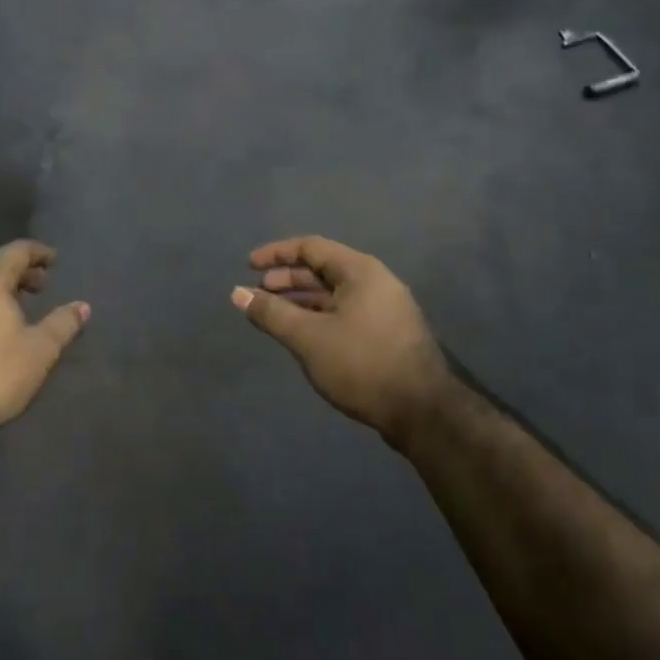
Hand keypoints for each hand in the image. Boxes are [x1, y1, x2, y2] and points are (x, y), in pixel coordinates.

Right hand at [233, 236, 456, 448]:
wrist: (422, 411)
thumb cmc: (362, 364)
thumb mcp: (308, 337)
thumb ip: (271, 313)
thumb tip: (237, 293)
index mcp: (360, 271)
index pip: (311, 247)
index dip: (276, 254)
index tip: (248, 266)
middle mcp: (375, 282)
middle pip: (323, 269)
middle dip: (287, 279)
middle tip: (258, 293)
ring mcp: (385, 309)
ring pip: (334, 294)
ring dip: (302, 300)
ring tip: (274, 315)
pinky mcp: (387, 334)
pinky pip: (345, 313)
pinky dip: (319, 317)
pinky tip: (303, 335)